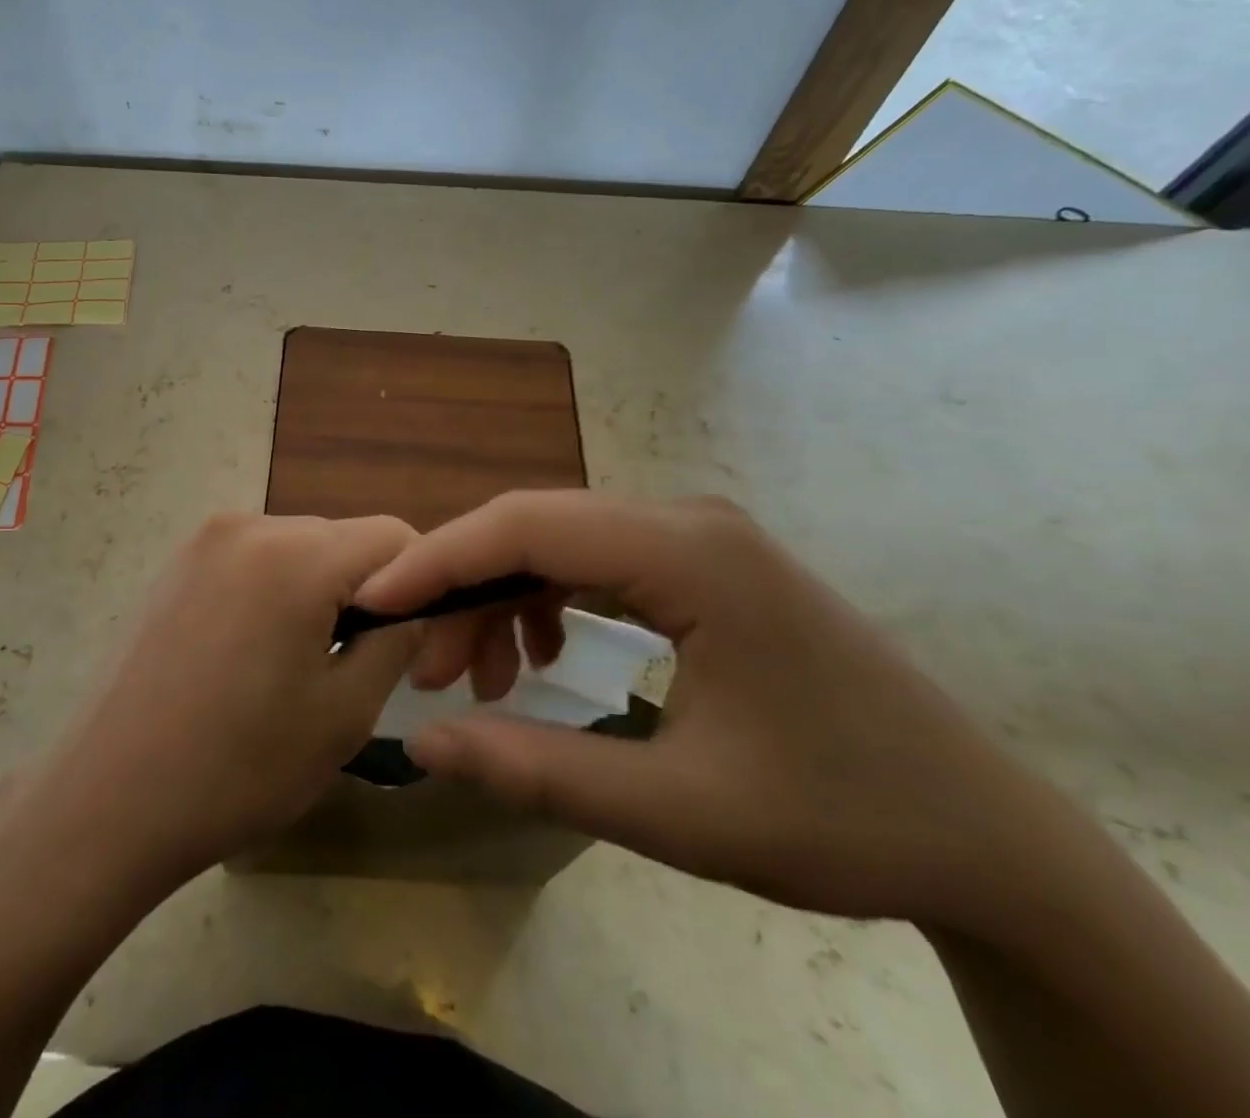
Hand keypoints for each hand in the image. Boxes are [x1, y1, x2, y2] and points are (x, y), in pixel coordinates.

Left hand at [37, 512, 422, 887]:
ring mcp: (203, 541)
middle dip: (364, 592)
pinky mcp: (175, 565)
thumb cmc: (237, 767)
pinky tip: (249, 654)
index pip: (394, 539)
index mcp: (295, 555)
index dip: (421, 587)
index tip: (411, 647)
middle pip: (341, 541)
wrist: (107, 801)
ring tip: (296, 665)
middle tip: (353, 665)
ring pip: (297, 549)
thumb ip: (396, 640)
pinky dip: (273, 592)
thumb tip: (416, 606)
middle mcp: (248, 525)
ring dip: (317, 593)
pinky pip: (252, 561)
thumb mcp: (344, 712)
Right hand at [355, 491, 1061, 933]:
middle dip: (463, 587)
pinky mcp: (702, 565)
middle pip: (536, 526)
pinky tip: (540, 657)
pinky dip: (545, 601)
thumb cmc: (841, 820)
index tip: (373, 600)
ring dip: (501, 597)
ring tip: (477, 678)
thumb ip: (537, 772)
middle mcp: (687, 521)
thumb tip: (421, 744)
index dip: (437, 558)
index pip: (526, 526)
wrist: (986, 838)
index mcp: (688, 554)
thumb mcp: (677, 812)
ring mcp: (698, 538)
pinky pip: (594, 562)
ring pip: (559, 542)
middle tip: (424, 667)